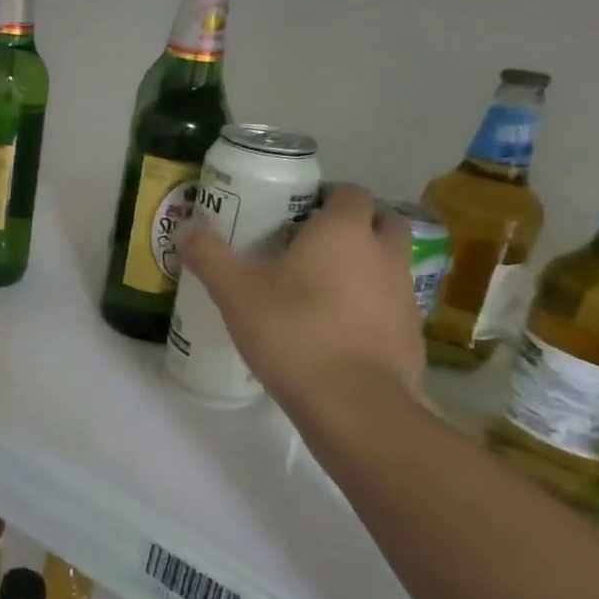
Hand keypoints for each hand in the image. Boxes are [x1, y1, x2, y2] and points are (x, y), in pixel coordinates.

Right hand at [178, 183, 423, 416]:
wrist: (353, 405)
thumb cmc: (293, 333)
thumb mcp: (235, 292)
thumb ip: (209, 256)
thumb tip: (185, 228)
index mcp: (344, 232)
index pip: (350, 192)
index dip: (327, 196)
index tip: (298, 211)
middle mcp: (384, 255)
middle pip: (383, 222)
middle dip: (357, 225)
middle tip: (316, 243)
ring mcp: (405, 296)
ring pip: (392, 264)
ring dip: (368, 265)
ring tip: (325, 287)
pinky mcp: (412, 336)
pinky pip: (393, 306)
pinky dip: (374, 307)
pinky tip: (341, 329)